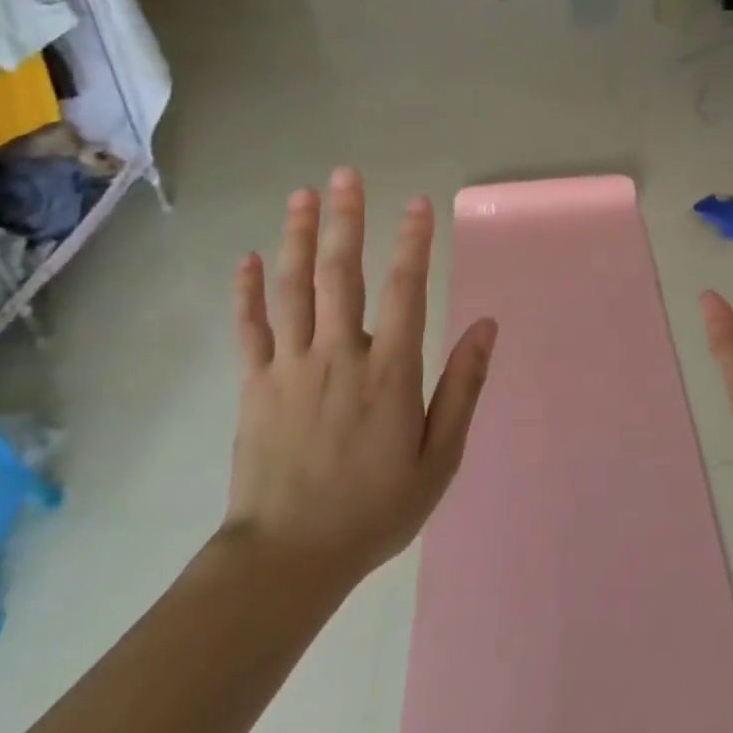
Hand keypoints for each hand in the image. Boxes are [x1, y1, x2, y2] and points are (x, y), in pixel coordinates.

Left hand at [223, 167, 497, 594]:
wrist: (288, 558)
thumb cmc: (375, 508)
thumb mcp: (440, 456)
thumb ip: (463, 387)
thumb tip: (486, 326)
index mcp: (389, 371)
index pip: (404, 290)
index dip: (412, 242)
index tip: (416, 203)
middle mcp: (339, 355)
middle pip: (341, 274)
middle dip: (345, 220)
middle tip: (345, 175)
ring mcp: (290, 367)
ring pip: (293, 289)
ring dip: (297, 238)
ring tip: (301, 196)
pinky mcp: (255, 385)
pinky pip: (249, 329)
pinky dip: (247, 292)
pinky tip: (246, 258)